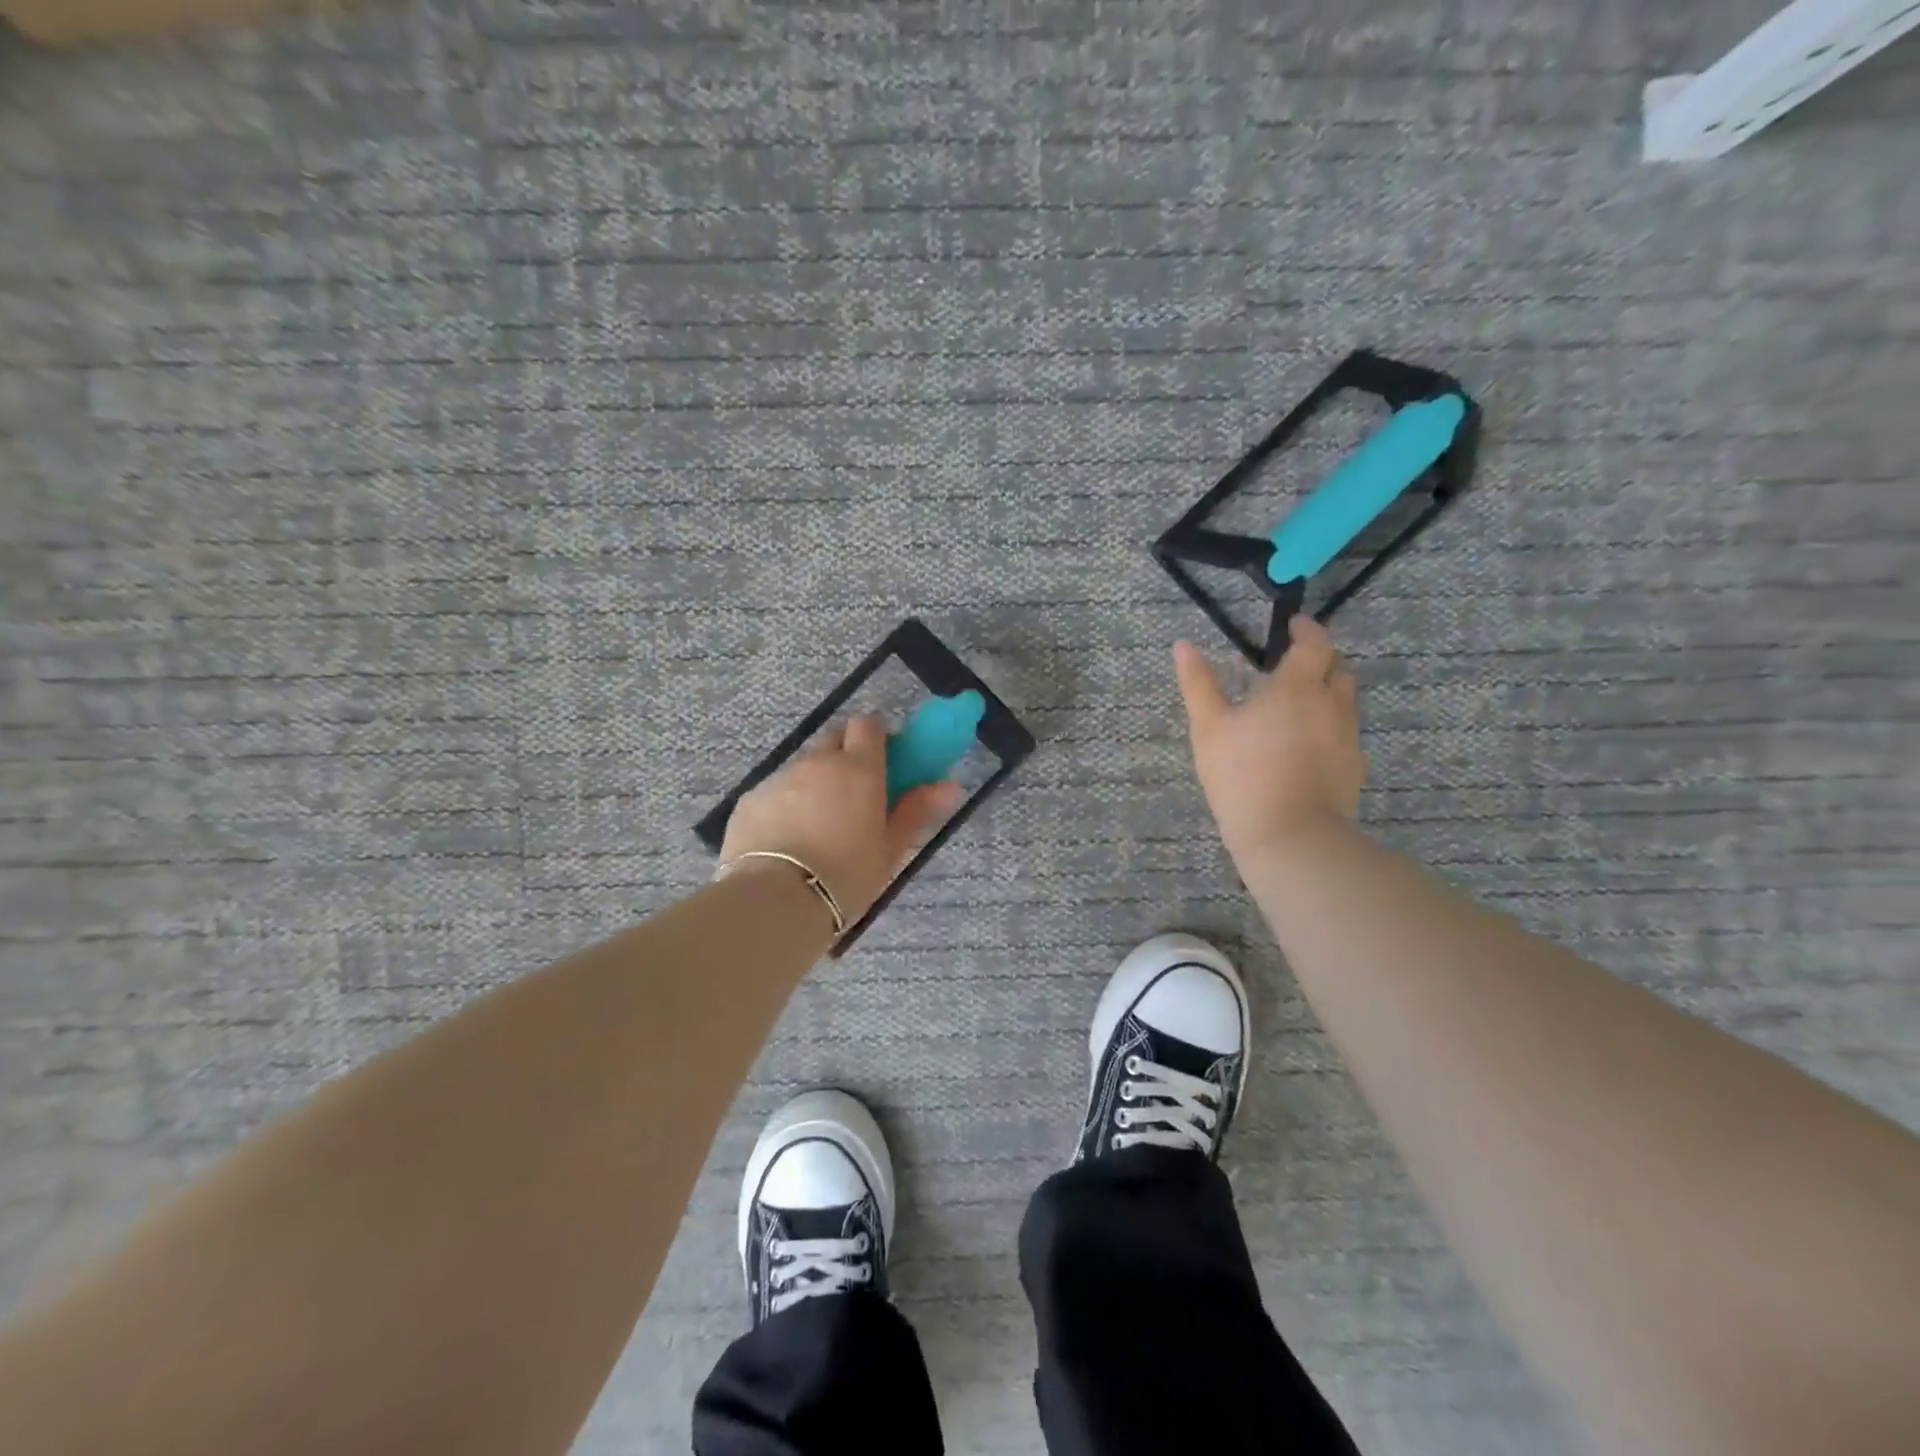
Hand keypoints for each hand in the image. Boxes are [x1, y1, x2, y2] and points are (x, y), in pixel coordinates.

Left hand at [719, 715, 963, 927]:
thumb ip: (917, 811)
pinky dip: (783, 807)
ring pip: (802, 768)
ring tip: (815, 829)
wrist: (776, 902)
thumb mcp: (890, 850)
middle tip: (852, 796)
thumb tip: (951, 785)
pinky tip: (784, 843)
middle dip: (844, 757)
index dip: (875, 738)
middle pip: (834, 739)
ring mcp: (780, 778)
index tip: (882, 764)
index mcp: (859, 769)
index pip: (868, 725)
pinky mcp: (750, 799)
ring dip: (813, 785)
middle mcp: (818, 763)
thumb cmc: (846, 876)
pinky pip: (774, 792)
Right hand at [1173, 616, 1365, 860]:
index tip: (1292, 627)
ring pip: (1345, 701)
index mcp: (1297, 686)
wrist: (1290, 835)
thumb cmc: (1242, 774)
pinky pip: (1346, 733)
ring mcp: (1348, 736)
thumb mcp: (1208, 727)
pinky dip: (1330, 726)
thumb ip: (1198, 684)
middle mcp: (1331, 703)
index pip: (1315, 642)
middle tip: (1293, 666)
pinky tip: (1307, 745)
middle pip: (1338, 668)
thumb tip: (1183, 645)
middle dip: (1320, 659)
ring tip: (1298, 705)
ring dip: (1327, 692)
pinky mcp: (1354, 766)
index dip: (1306, 630)